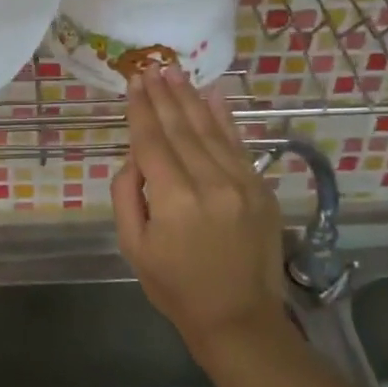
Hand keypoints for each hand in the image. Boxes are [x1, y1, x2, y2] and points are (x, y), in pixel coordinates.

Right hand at [112, 67, 286, 356]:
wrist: (239, 318)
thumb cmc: (176, 287)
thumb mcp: (134, 248)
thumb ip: (127, 196)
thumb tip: (135, 158)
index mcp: (174, 200)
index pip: (152, 141)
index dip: (140, 110)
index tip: (133, 82)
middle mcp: (210, 183)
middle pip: (181, 128)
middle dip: (163, 96)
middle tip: (151, 67)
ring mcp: (241, 183)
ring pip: (210, 130)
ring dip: (190, 98)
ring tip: (174, 73)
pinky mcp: (261, 188)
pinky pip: (238, 144)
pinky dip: (224, 117)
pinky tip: (214, 94)